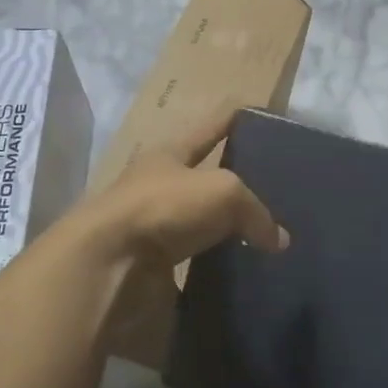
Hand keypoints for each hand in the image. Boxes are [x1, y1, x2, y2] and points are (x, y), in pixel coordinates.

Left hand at [79, 107, 288, 269]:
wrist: (109, 269)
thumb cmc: (164, 209)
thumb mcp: (223, 192)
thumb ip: (256, 210)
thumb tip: (278, 240)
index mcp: (169, 155)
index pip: (210, 127)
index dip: (233, 117)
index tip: (260, 112)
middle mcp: (159, 188)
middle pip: (206, 179)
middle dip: (238, 182)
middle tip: (279, 192)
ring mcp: (155, 231)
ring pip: (204, 225)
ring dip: (230, 231)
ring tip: (270, 238)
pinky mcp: (155, 270)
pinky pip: (199, 264)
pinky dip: (221, 269)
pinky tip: (247, 274)